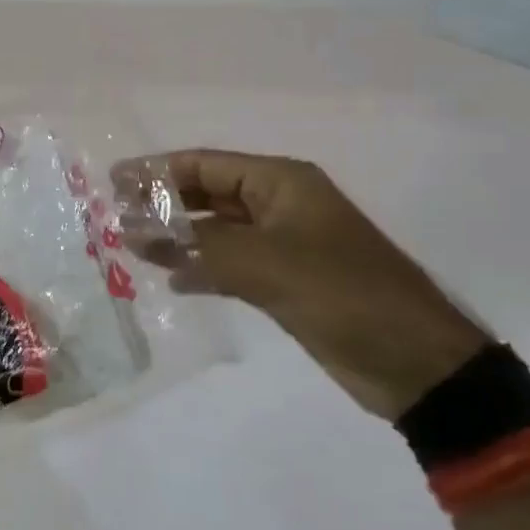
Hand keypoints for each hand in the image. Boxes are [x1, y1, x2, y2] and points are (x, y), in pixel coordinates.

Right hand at [121, 151, 488, 420]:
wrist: (416, 363)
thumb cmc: (342, 294)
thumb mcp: (264, 263)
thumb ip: (196, 246)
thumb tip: (135, 234)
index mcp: (281, 183)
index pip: (205, 165)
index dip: (157, 170)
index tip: (113, 181)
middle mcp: (280, 204)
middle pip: (208, 194)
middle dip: (164, 204)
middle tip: (116, 218)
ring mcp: (284, 244)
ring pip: (217, 231)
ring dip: (178, 238)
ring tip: (133, 248)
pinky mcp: (286, 280)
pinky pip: (232, 263)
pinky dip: (202, 268)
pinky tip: (175, 281)